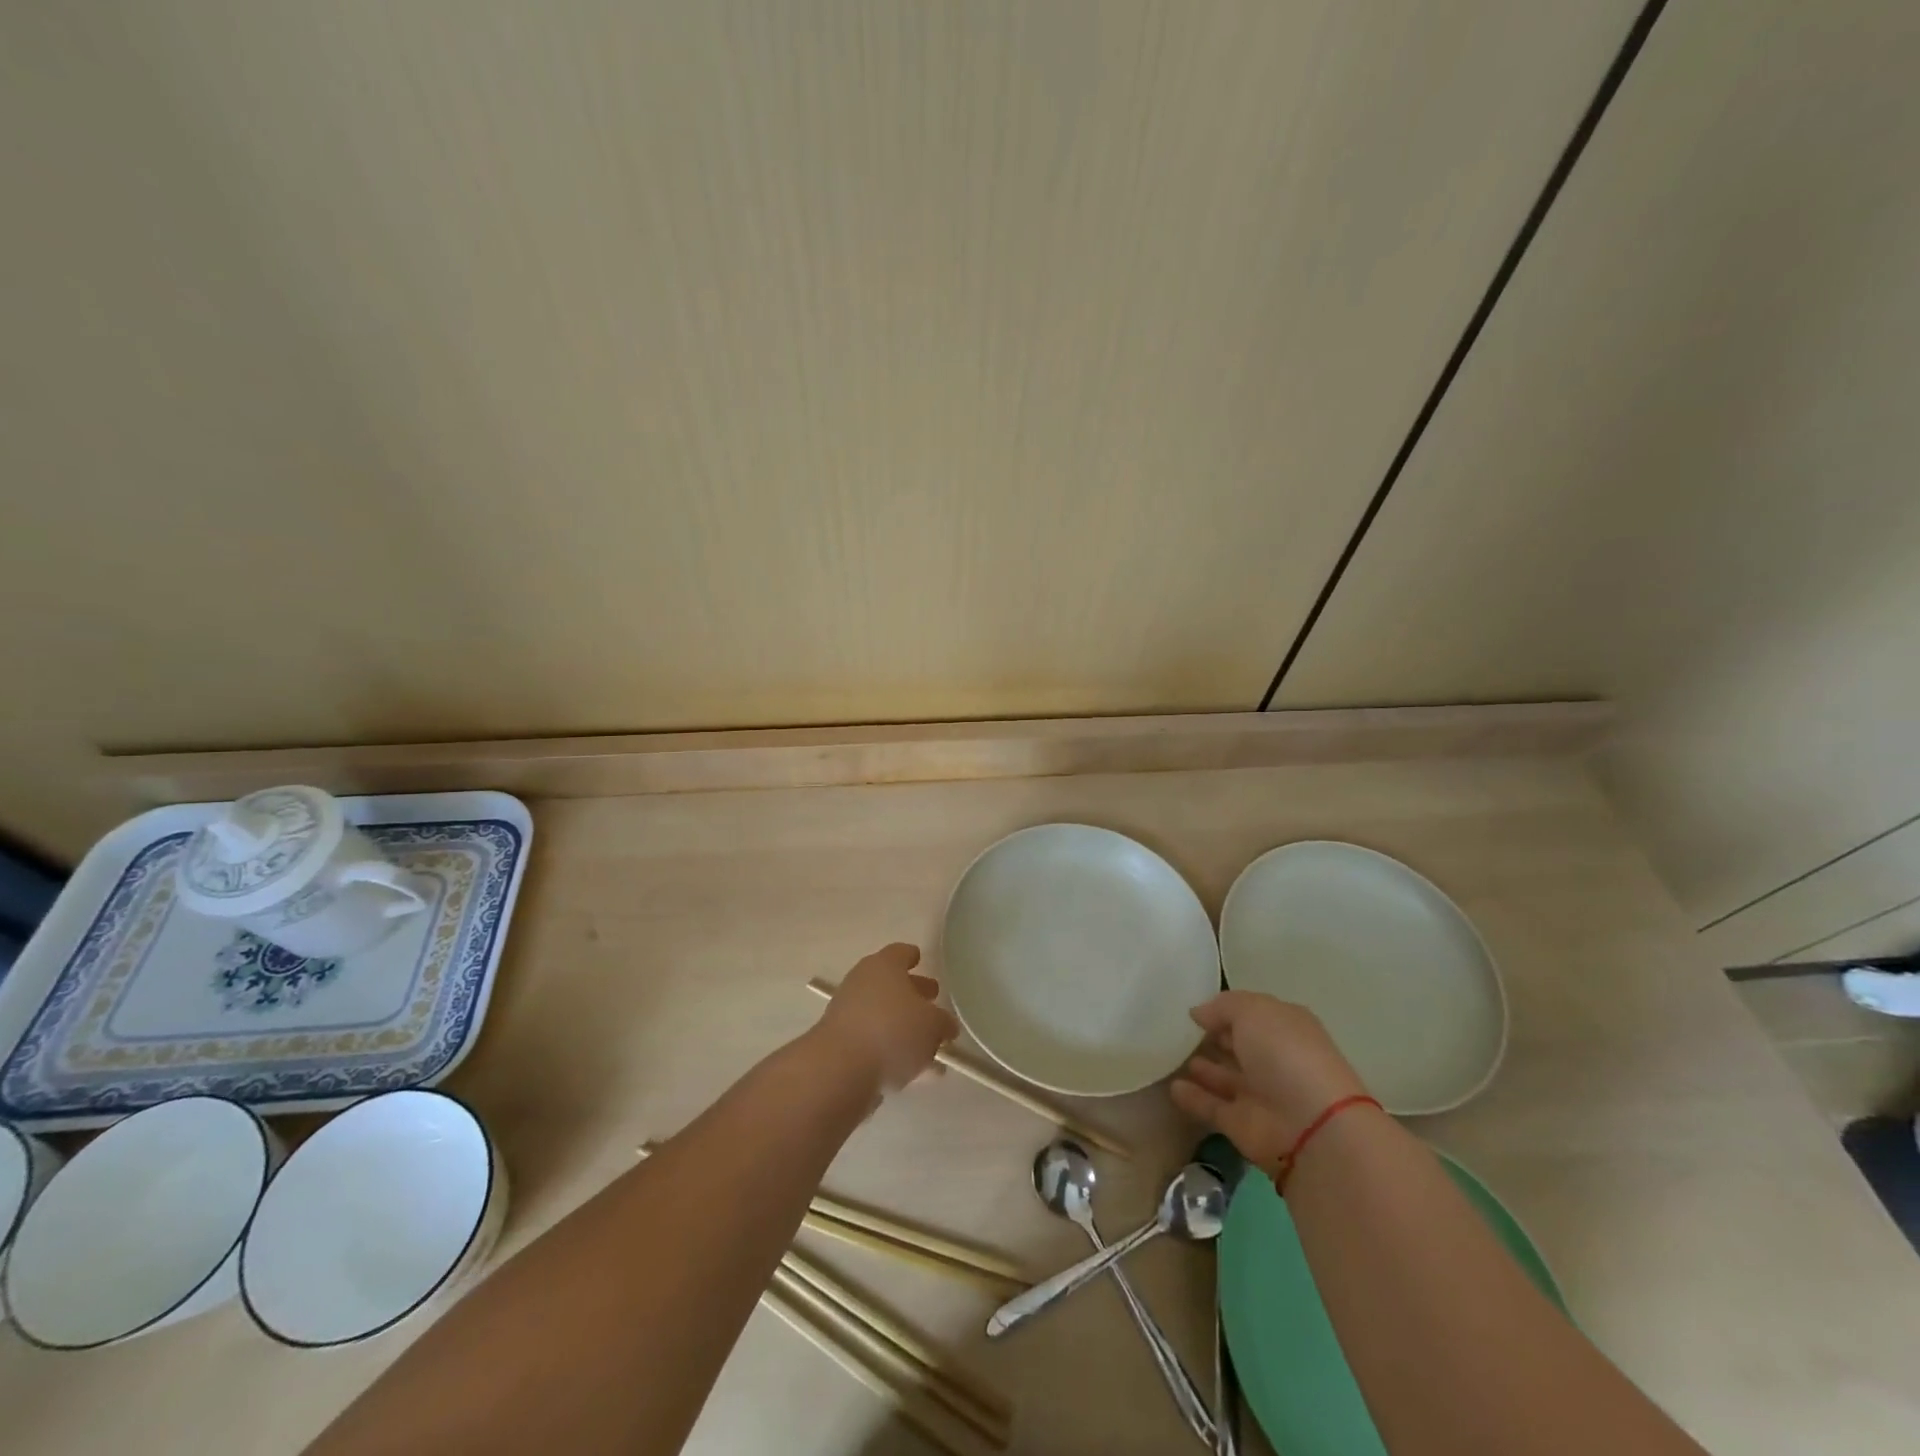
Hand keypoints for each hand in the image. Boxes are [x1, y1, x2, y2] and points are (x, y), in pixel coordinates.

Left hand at [813, 943, 958, 1093]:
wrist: (840, 1069)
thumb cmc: (892, 1031)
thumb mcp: (932, 1025)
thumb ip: (943, 1023)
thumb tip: (945, 1025)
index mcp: (884, 966)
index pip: (900, 953)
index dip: (912, 956)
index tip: (919, 959)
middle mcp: (862, 983)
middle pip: (891, 984)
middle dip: (912, 994)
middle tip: (932, 1003)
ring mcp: (847, 1014)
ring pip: (882, 1016)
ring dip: (903, 1028)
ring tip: (929, 1048)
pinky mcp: (841, 1045)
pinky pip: (873, 1042)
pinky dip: (891, 1051)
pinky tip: (911, 1072)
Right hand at [1169, 991, 1369, 1171]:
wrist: (1310, 1125)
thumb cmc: (1285, 1053)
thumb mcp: (1253, 1011)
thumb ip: (1222, 1007)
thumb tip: (1198, 1013)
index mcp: (1285, 1028)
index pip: (1253, 1014)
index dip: (1227, 1011)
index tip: (1196, 1010)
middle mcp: (1274, 1060)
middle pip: (1241, 1046)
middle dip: (1216, 1038)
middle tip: (1180, 1031)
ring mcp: (1260, 1094)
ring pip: (1226, 1078)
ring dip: (1204, 1069)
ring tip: (1172, 1055)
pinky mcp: (1242, 1124)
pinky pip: (1212, 1107)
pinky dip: (1194, 1098)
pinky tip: (1173, 1087)